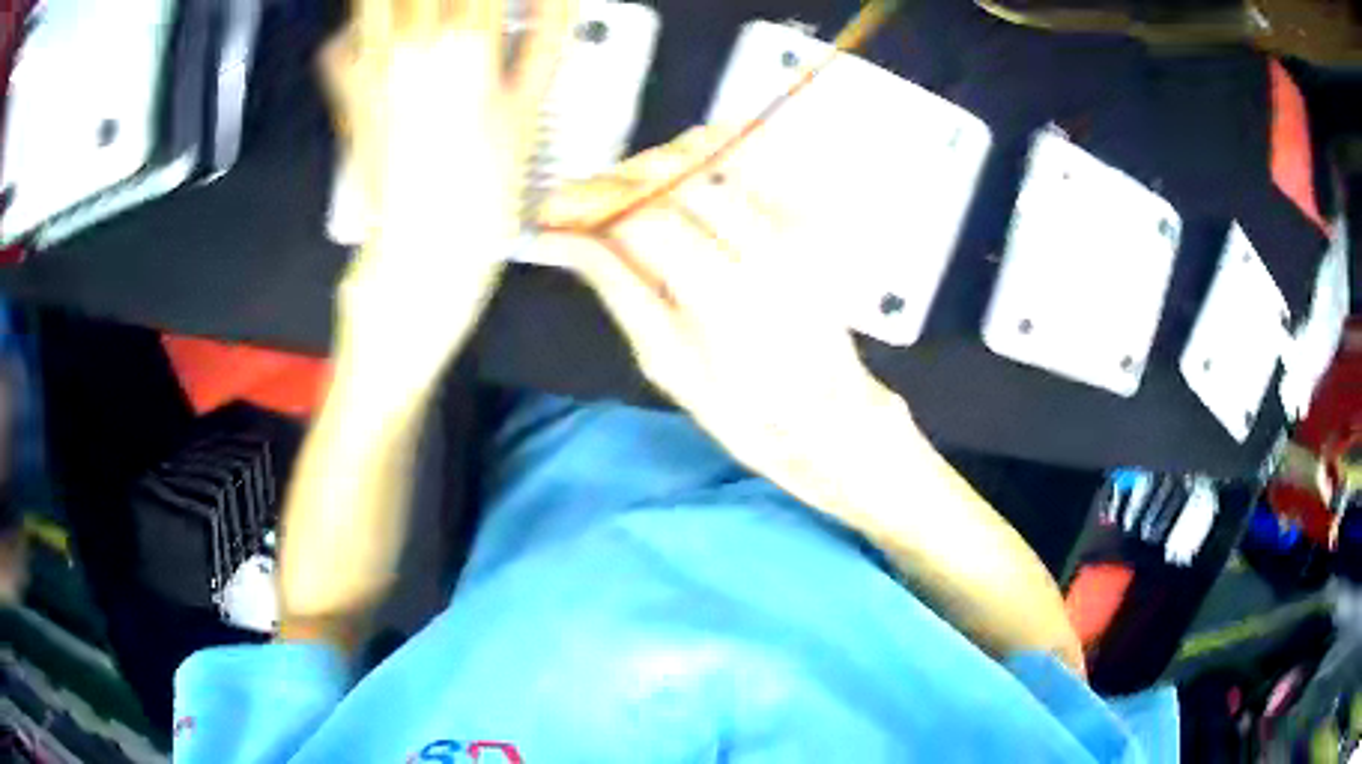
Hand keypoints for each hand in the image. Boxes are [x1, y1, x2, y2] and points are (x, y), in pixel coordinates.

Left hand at [319, 0, 571, 400]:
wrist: (424, 252)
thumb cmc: (482, 193)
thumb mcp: (530, 111)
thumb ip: (546, 40)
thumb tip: (559, 1)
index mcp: (470, 43)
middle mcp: (415, 44)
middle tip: (461, 7)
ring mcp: (374, 69)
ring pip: (372, 3)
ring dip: (386, 2)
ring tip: (416, 13)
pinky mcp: (349, 98)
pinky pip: (339, 48)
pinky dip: (352, 32)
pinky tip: (368, 31)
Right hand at [537, 128, 901, 510]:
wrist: (831, 416)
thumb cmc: (744, 411)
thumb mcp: (666, 361)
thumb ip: (618, 287)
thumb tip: (565, 240)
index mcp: (721, 292)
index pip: (644, 217)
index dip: (590, 203)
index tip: (551, 208)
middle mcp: (761, 244)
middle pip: (678, 177)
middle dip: (619, 179)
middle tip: (584, 200)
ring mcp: (791, 227)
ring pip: (715, 160)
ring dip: (659, 164)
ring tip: (626, 191)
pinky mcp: (807, 222)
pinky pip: (755, 163)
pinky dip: (709, 153)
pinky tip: (681, 167)